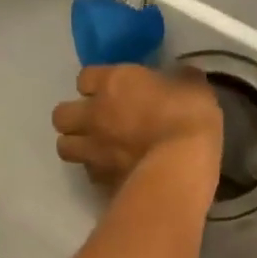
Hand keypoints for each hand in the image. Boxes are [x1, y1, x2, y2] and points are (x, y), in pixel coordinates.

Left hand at [52, 64, 222, 190]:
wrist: (181, 166)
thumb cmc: (188, 117)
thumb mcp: (195, 88)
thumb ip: (182, 81)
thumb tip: (184, 77)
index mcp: (113, 84)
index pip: (85, 77)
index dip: (95, 84)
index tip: (110, 89)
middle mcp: (94, 115)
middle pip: (61, 115)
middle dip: (74, 118)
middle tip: (95, 122)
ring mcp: (94, 150)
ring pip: (65, 147)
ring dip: (78, 146)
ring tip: (98, 150)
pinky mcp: (102, 181)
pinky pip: (90, 173)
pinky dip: (98, 172)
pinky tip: (115, 172)